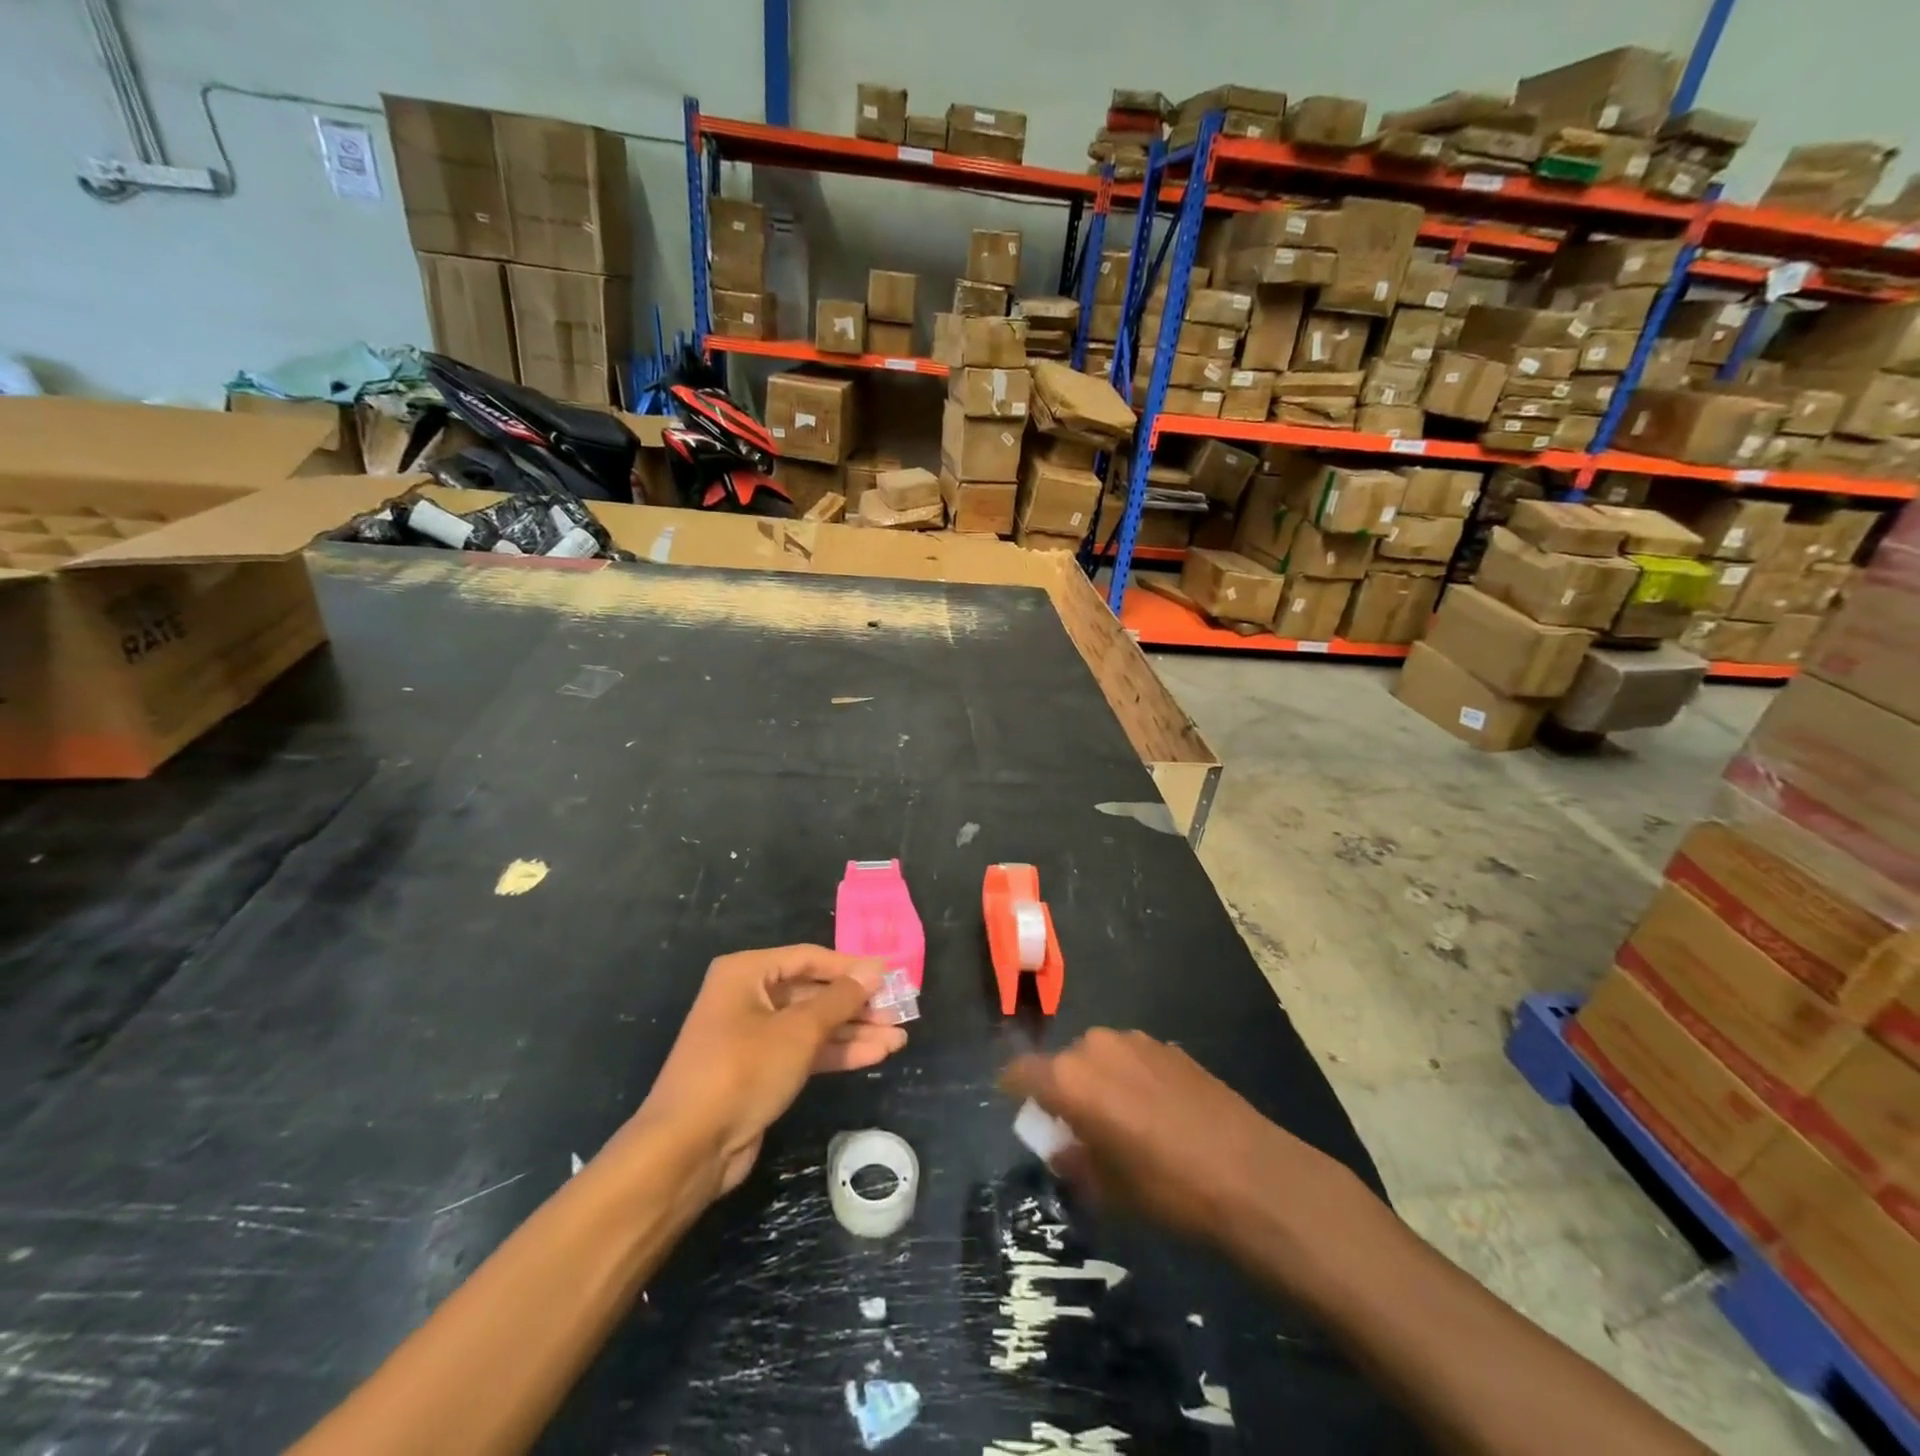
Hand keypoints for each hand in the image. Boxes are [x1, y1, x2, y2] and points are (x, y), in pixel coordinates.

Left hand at [625, 945, 907, 1200]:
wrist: (688, 1148)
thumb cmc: (743, 1070)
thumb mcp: (798, 1030)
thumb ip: (840, 999)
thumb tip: (875, 972)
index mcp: (747, 972)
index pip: (809, 958)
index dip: (852, 967)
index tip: (891, 977)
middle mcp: (748, 997)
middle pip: (814, 992)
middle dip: (857, 1004)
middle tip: (900, 1010)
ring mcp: (754, 1036)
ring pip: (813, 1025)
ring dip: (854, 1031)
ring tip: (899, 1037)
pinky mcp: (761, 1071)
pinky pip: (806, 1051)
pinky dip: (838, 1052)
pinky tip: (876, 1055)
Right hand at [1003, 1029, 1338, 1245]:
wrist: (1249, 1172)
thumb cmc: (1167, 1187)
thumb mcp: (1109, 1188)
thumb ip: (1075, 1159)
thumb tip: (1064, 1146)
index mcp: (1070, 1078)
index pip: (1022, 1071)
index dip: (1014, 1088)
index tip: (1016, 1105)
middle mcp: (1096, 1046)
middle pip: (1064, 1063)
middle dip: (1064, 1090)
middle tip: (1078, 1126)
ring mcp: (1137, 1040)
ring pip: (1100, 1056)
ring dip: (1100, 1081)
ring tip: (1122, 1119)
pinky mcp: (1169, 1046)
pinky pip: (1133, 1057)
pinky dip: (1131, 1077)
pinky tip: (1156, 1111)